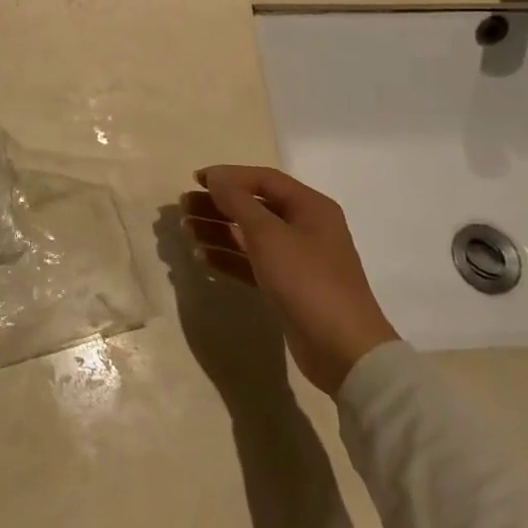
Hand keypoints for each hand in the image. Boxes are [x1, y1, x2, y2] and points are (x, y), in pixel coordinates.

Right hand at [187, 165, 399, 393]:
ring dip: (218, 230)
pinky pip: (252, 263)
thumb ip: (238, 202)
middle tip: (183, 207)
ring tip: (186, 230)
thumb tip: (216, 178)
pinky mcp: (287, 288)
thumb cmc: (307, 281)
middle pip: (254, 207)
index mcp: (310, 207)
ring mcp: (297, 260)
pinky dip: (228, 258)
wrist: (344, 350)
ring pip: (250, 236)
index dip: (229, 176)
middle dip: (218, 205)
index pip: (264, 180)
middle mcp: (305, 228)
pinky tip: (202, 257)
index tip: (195, 180)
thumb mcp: (269, 235)